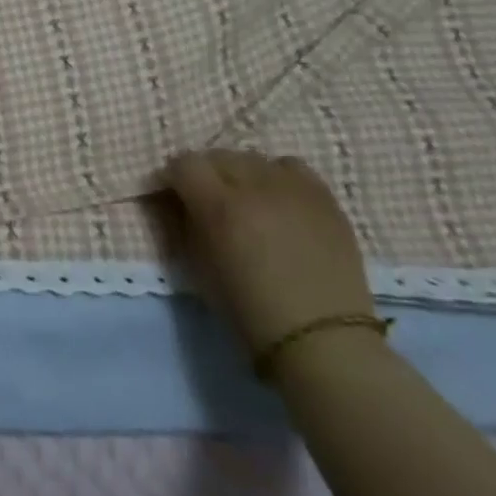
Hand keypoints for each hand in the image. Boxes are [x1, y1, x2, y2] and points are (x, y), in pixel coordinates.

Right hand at [164, 149, 375, 353]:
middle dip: (205, 173)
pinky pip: (290, 166)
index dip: (173, 176)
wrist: (322, 340)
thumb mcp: (200, 269)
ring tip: (245, 199)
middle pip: (217, 155)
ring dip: (240, 174)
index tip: (172, 194)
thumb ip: (186, 224)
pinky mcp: (323, 197)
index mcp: (219, 207)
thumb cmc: (250, 312)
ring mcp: (293, 188)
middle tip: (207, 199)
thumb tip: (179, 202)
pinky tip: (278, 198)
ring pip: (253, 158)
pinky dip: (276, 175)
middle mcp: (254, 186)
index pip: (184, 163)